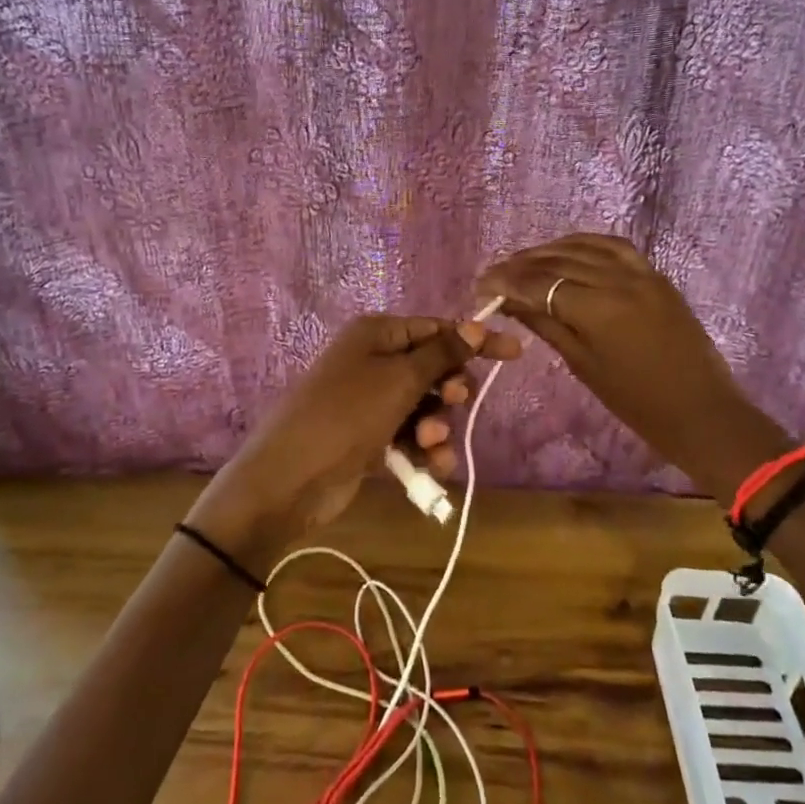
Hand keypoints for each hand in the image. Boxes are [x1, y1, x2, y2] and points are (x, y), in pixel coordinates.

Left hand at [188, 314, 521, 573]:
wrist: (289, 480)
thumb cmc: (346, 415)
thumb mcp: (399, 380)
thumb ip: (442, 354)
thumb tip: (477, 323)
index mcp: (377, 334)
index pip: (437, 329)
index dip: (475, 341)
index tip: (515, 354)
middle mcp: (374, 361)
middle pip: (433, 369)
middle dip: (449, 390)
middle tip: (451, 402)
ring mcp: (370, 401)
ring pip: (425, 407)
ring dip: (436, 426)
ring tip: (428, 446)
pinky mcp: (369, 438)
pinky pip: (409, 436)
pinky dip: (423, 451)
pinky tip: (431, 469)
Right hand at [475, 234, 791, 503]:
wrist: (701, 411)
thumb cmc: (636, 401)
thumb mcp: (583, 364)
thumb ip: (545, 324)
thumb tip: (508, 300)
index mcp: (598, 308)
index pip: (540, 282)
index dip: (507, 281)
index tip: (482, 285)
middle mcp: (618, 279)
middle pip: (559, 260)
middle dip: (522, 264)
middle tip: (496, 273)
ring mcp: (641, 272)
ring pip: (585, 246)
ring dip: (550, 250)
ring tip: (524, 261)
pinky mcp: (656, 274)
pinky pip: (614, 247)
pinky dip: (585, 244)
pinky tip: (567, 251)